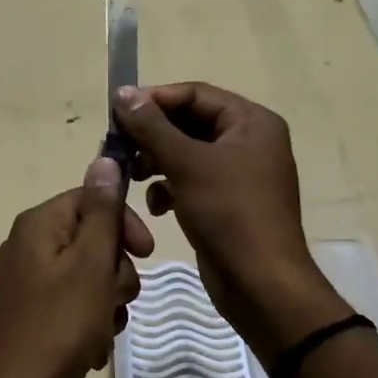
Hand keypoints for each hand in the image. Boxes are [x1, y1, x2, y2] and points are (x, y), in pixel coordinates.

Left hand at [0, 157, 153, 377]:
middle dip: (115, 272)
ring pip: (86, 276)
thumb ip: (102, 211)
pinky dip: (87, 321)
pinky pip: (70, 303)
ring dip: (106, 302)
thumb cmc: (59, 325)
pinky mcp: (26, 311)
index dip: (124, 224)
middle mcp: (27, 244)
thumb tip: (104, 158)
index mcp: (38, 224)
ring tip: (102, 333)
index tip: (147, 254)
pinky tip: (89, 348)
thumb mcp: (91, 264)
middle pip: (91, 240)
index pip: (92, 199)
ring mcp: (24, 280)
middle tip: (117, 301)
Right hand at [113, 84, 348, 357]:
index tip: (117, 113)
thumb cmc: (229, 214)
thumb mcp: (187, 164)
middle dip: (153, 134)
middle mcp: (249, 142)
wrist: (261, 284)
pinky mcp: (227, 203)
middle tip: (118, 147)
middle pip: (190, 122)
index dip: (155, 100)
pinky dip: (170, 187)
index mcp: (251, 122)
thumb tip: (123, 93)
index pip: (195, 94)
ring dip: (157, 161)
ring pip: (188, 153)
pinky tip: (155, 205)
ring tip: (131, 175)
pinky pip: (192, 181)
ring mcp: (240, 174)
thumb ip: (152, 126)